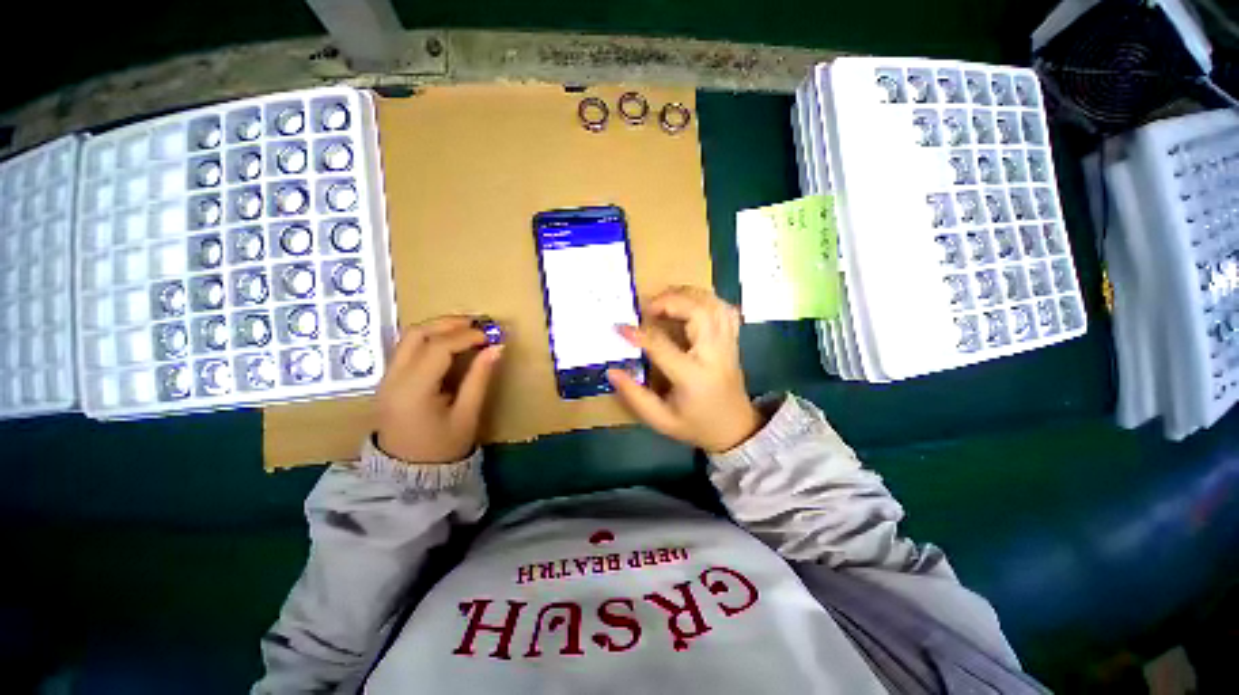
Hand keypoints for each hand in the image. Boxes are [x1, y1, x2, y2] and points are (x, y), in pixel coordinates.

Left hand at [376, 316, 504, 463]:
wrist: (408, 475)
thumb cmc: (442, 448)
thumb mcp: (467, 415)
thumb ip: (480, 378)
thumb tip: (497, 347)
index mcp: (412, 390)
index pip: (438, 348)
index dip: (467, 336)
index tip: (492, 334)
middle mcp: (393, 378)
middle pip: (416, 334)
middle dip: (449, 323)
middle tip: (479, 322)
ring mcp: (386, 378)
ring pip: (408, 337)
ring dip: (438, 327)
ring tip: (468, 328)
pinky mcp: (389, 380)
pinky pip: (408, 348)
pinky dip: (430, 338)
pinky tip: (451, 341)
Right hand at [607, 286, 762, 452]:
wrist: (736, 429)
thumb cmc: (697, 425)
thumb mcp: (661, 420)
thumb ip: (635, 396)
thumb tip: (612, 371)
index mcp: (693, 376)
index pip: (663, 346)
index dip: (639, 334)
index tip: (620, 327)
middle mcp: (714, 354)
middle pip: (698, 312)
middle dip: (670, 301)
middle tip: (648, 307)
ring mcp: (727, 344)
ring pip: (714, 305)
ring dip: (687, 295)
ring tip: (665, 300)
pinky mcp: (733, 340)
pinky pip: (725, 309)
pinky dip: (707, 299)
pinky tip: (690, 303)